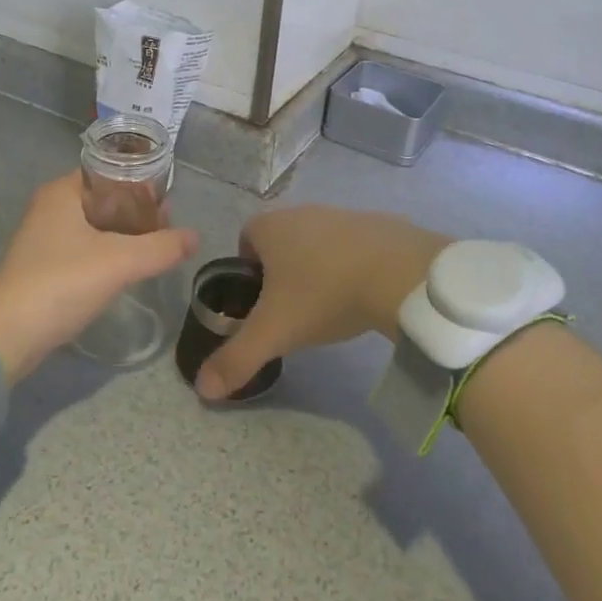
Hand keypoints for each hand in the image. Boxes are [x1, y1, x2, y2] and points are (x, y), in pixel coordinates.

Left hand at [0, 173, 197, 383]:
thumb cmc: (61, 283)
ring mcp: (44, 239)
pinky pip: (85, 249)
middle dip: (137, 210)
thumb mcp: (119, 261)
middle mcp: (50, 208)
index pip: (108, 172)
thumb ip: (161, 247)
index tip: (167, 201)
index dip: (140, 183)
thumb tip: (195, 237)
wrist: (6, 336)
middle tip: (167, 227)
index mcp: (62, 192)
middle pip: (104, 198)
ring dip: (124, 234)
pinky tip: (127, 269)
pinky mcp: (44, 267)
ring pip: (95, 226)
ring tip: (155, 248)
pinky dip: (108, 253)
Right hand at [195, 206, 450, 399]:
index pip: (245, 240)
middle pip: (281, 240)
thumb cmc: (324, 293)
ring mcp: (342, 214)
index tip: (260, 304)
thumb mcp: (275, 332)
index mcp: (271, 227)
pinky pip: (354, 245)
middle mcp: (302, 211)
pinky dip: (353, 265)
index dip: (247, 270)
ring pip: (318, 242)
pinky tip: (364, 293)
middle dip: (282, 271)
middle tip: (293, 311)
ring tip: (330, 306)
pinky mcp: (378, 224)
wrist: (399, 273)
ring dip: (318, 268)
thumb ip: (236, 359)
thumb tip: (202, 389)